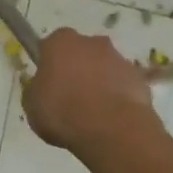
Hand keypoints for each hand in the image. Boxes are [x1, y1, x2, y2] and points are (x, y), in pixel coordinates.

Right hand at [23, 28, 157, 153]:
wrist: (111, 129)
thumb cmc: (63, 112)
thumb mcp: (32, 106)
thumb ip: (36, 91)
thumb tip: (42, 88)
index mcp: (60, 42)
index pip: (51, 45)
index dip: (49, 63)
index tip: (48, 82)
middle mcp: (91, 42)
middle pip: (81, 52)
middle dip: (77, 68)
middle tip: (70, 96)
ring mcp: (119, 59)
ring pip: (104, 67)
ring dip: (99, 82)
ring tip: (93, 112)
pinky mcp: (139, 78)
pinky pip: (123, 84)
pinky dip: (118, 96)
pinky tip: (111, 118)